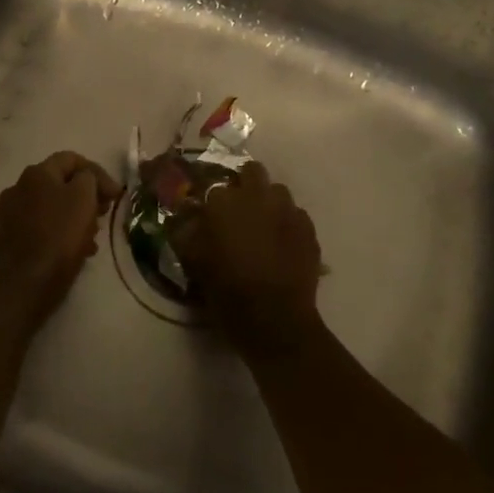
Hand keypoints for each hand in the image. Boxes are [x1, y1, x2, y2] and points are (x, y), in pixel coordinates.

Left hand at [0, 151, 120, 329]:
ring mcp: (11, 214)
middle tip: (104, 215)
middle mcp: (19, 187)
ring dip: (75, 217)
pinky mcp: (10, 238)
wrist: (22, 286)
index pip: (72, 159)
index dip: (98, 173)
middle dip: (87, 197)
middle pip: (61, 183)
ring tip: (92, 239)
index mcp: (36, 173)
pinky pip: (42, 227)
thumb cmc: (58, 237)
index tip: (115, 195)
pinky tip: (75, 252)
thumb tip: (86, 179)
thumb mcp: (83, 198)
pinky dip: (60, 233)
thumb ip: (89, 178)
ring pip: (53, 207)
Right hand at [172, 162, 322, 357]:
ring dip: (268, 202)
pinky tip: (282, 244)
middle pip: (252, 171)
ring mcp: (287, 210)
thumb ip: (185, 231)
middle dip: (245, 184)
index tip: (209, 214)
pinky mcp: (308, 228)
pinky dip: (287, 223)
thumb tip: (185, 215)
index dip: (212, 200)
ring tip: (262, 226)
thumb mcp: (194, 261)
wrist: (275, 321)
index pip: (214, 184)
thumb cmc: (228, 291)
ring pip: (277, 191)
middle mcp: (257, 196)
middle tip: (238, 211)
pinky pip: (295, 214)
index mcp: (225, 202)